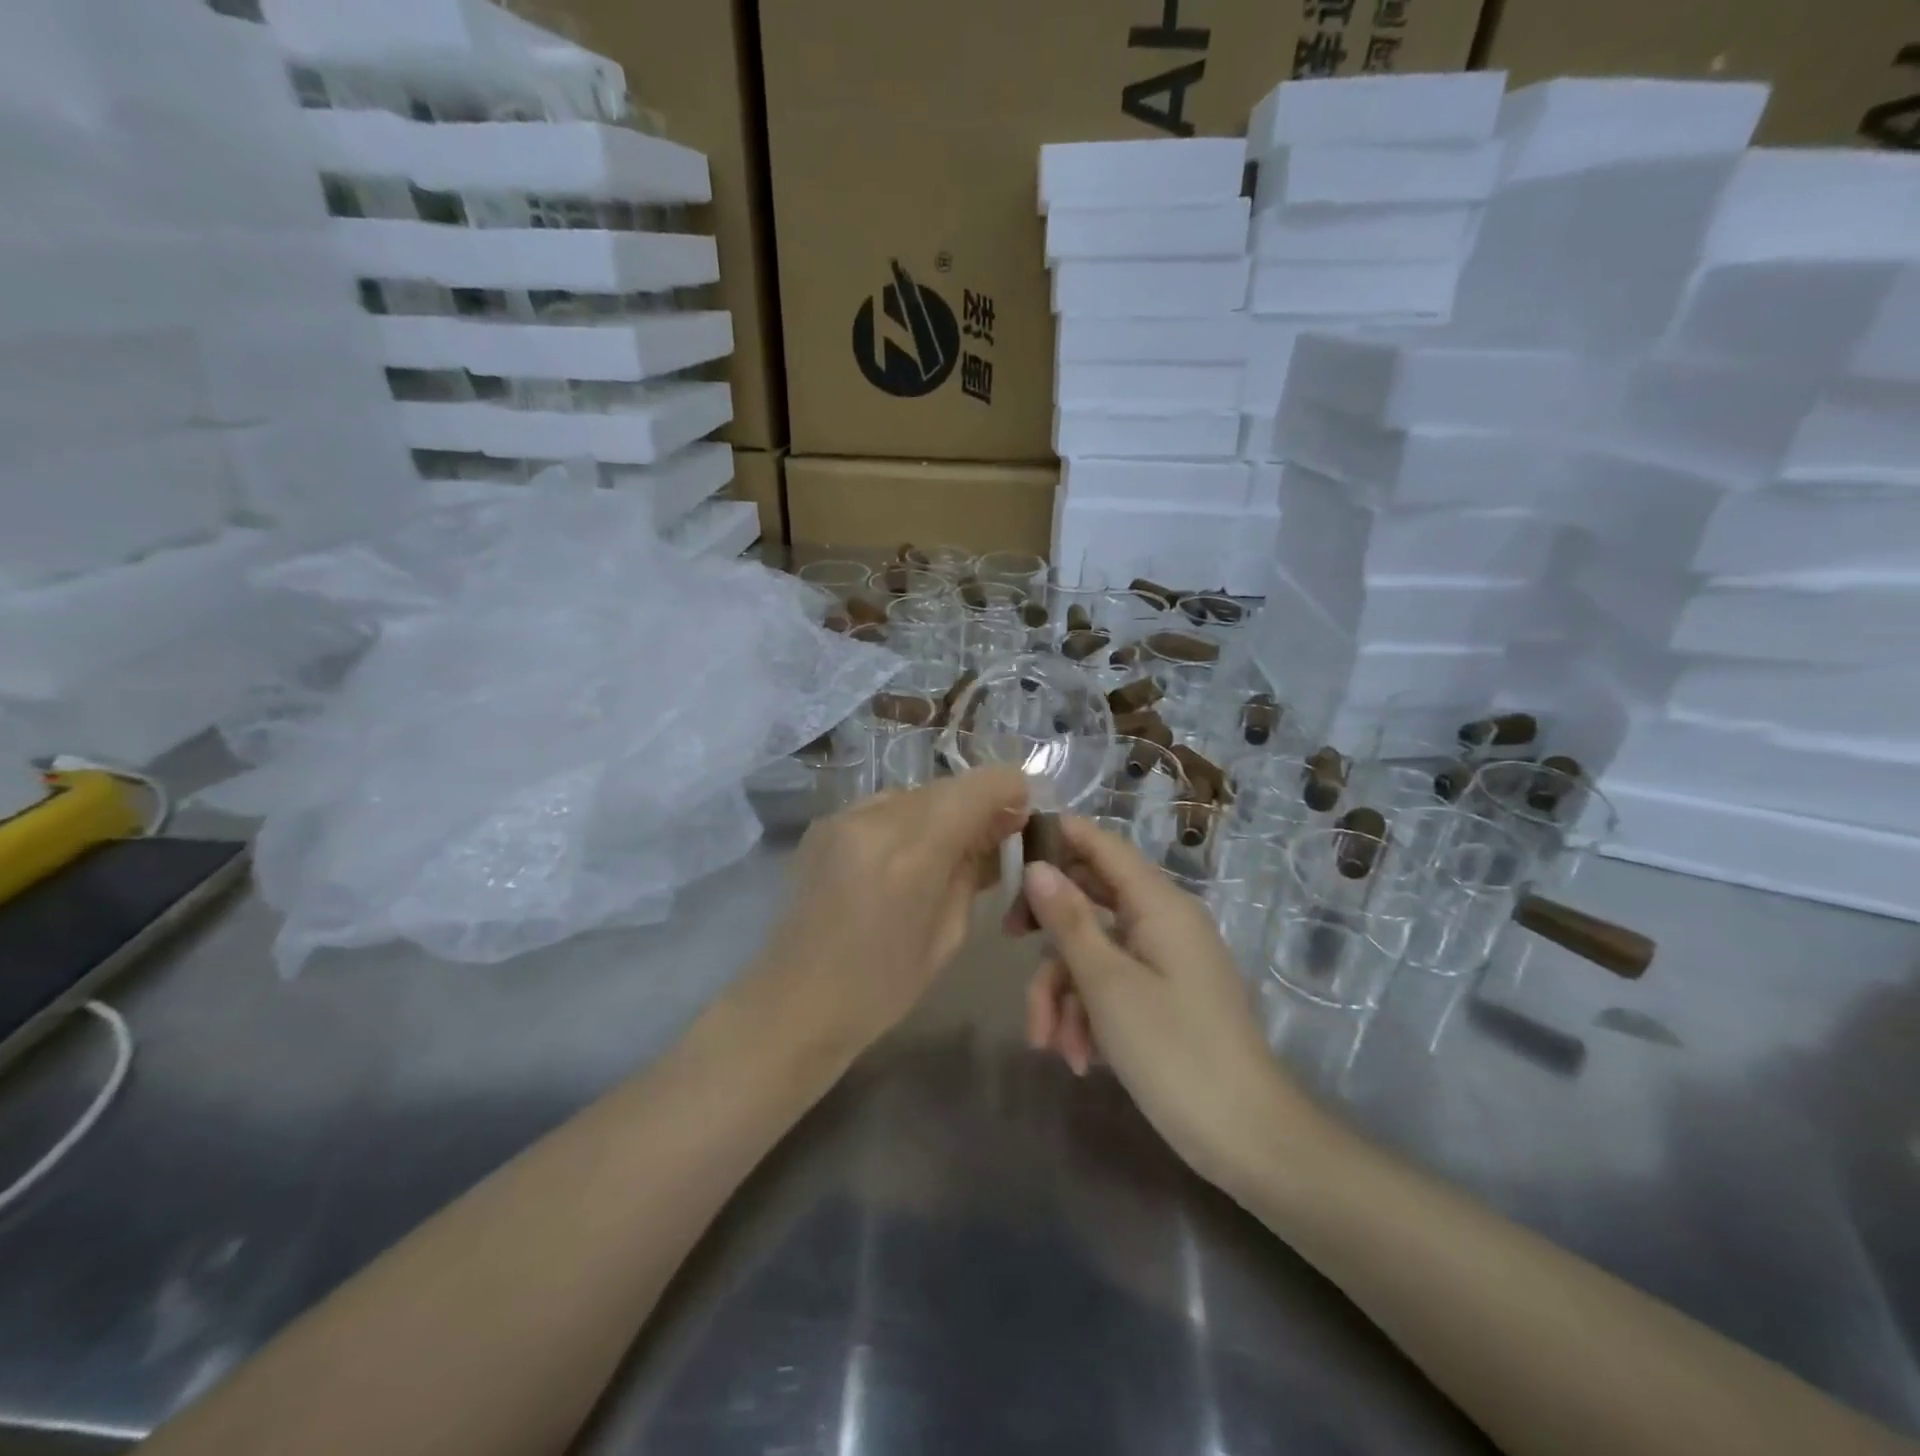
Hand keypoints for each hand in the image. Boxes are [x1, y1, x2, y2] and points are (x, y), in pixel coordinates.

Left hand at [766, 767, 1028, 1055]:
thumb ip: (975, 871)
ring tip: (945, 853)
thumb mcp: (948, 934)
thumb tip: (998, 832)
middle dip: (977, 805)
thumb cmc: (881, 987)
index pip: (978, 786)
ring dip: (940, 813)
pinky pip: (883, 807)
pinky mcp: (823, 824)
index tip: (1022, 816)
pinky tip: (903, 858)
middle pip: (947, 787)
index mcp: (913, 853)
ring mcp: (843, 817)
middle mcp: (876, 819)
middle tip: (992, 840)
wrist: (794, 1003)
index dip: (1010, 790)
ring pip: (914, 794)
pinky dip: (906, 822)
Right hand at [1011, 817, 1318, 1191]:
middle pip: (1091, 898)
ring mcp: (1165, 960)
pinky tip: (1079, 1058)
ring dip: (1064, 992)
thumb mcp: (1107, 984)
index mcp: (1158, 904)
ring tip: (1050, 1044)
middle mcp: (1163, 921)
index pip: (1102, 845)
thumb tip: (1037, 866)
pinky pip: (1113, 984)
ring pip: (1094, 950)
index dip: (1058, 836)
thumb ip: (1068, 920)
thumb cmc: (1174, 1051)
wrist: (1248, 1139)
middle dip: (1049, 931)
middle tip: (1008, 939)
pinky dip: (1089, 1014)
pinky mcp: (1165, 996)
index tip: (1010, 849)